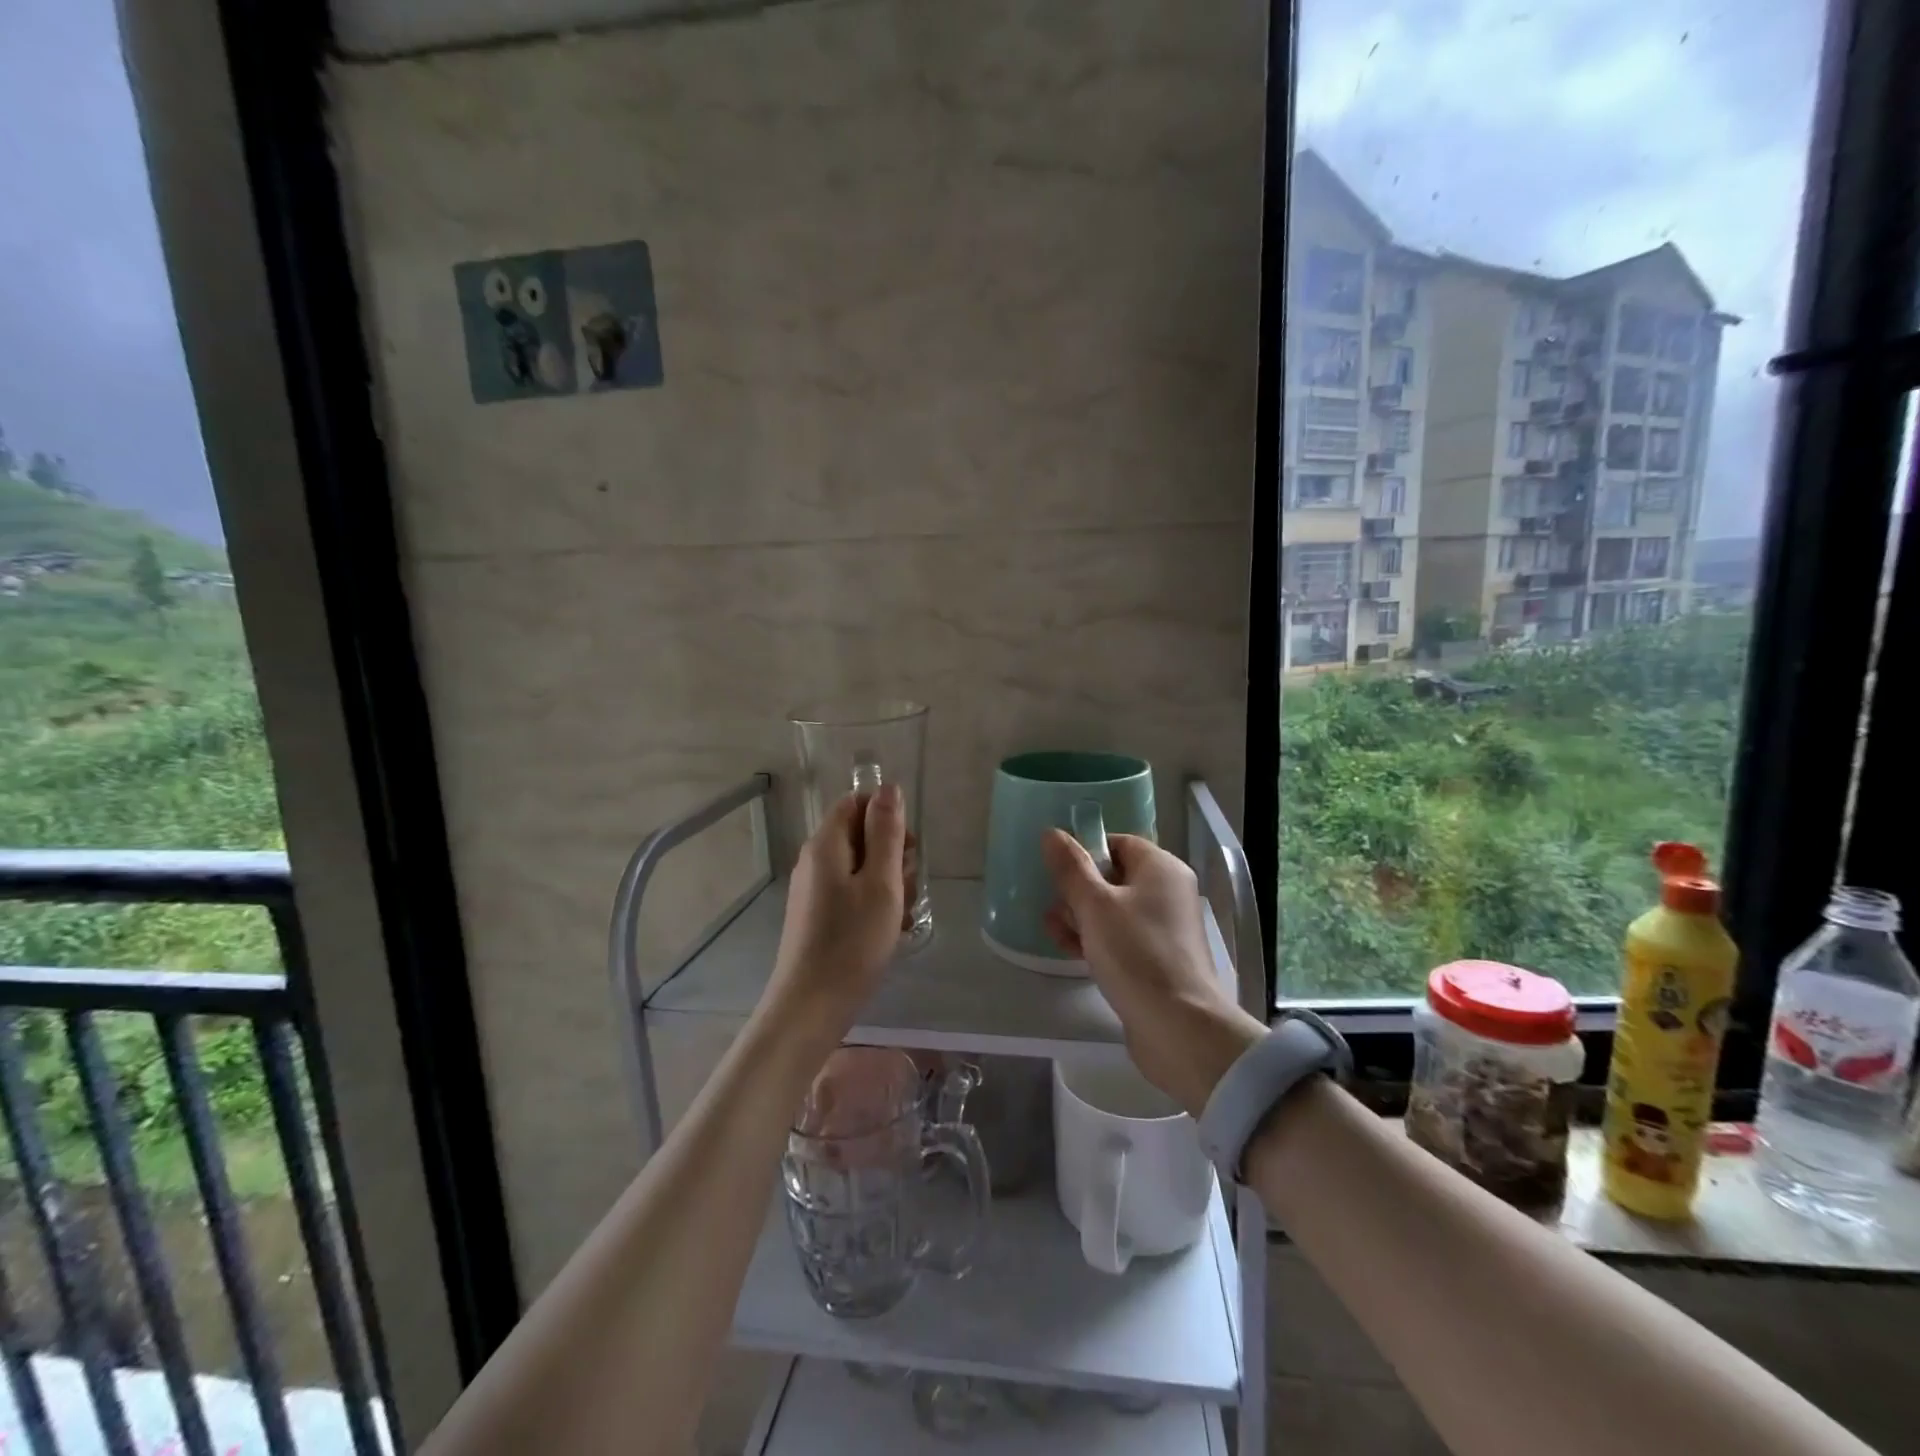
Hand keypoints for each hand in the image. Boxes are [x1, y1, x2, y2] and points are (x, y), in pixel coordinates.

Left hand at [764, 785, 907, 1038]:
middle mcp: (814, 859)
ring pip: (860, 866)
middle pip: (859, 834)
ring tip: (901, 915)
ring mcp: (813, 889)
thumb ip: (886, 832)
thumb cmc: (853, 941)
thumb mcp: (881, 882)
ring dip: (888, 882)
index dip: (887, 816)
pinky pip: (851, 892)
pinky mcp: (817, 914)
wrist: (812, 1005)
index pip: (856, 802)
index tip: (908, 849)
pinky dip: (874, 903)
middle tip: (908, 888)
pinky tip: (888, 930)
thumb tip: (888, 787)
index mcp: (826, 844)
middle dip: (892, 854)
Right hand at [1043, 831, 1264, 1115]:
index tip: (1058, 872)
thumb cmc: (1136, 954)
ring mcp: (1164, 928)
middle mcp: (1168, 892)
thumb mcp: (1094, 905)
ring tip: (1055, 934)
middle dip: (1077, 891)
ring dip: (1080, 918)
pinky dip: (1096, 940)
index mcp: (1161, 868)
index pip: (1118, 843)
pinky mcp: (1157, 960)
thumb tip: (1052, 833)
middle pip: (1113, 877)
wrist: (1178, 1027)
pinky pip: (1121, 938)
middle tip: (1054, 910)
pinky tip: (1071, 953)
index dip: (1086, 853)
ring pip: (1113, 910)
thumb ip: (1071, 868)